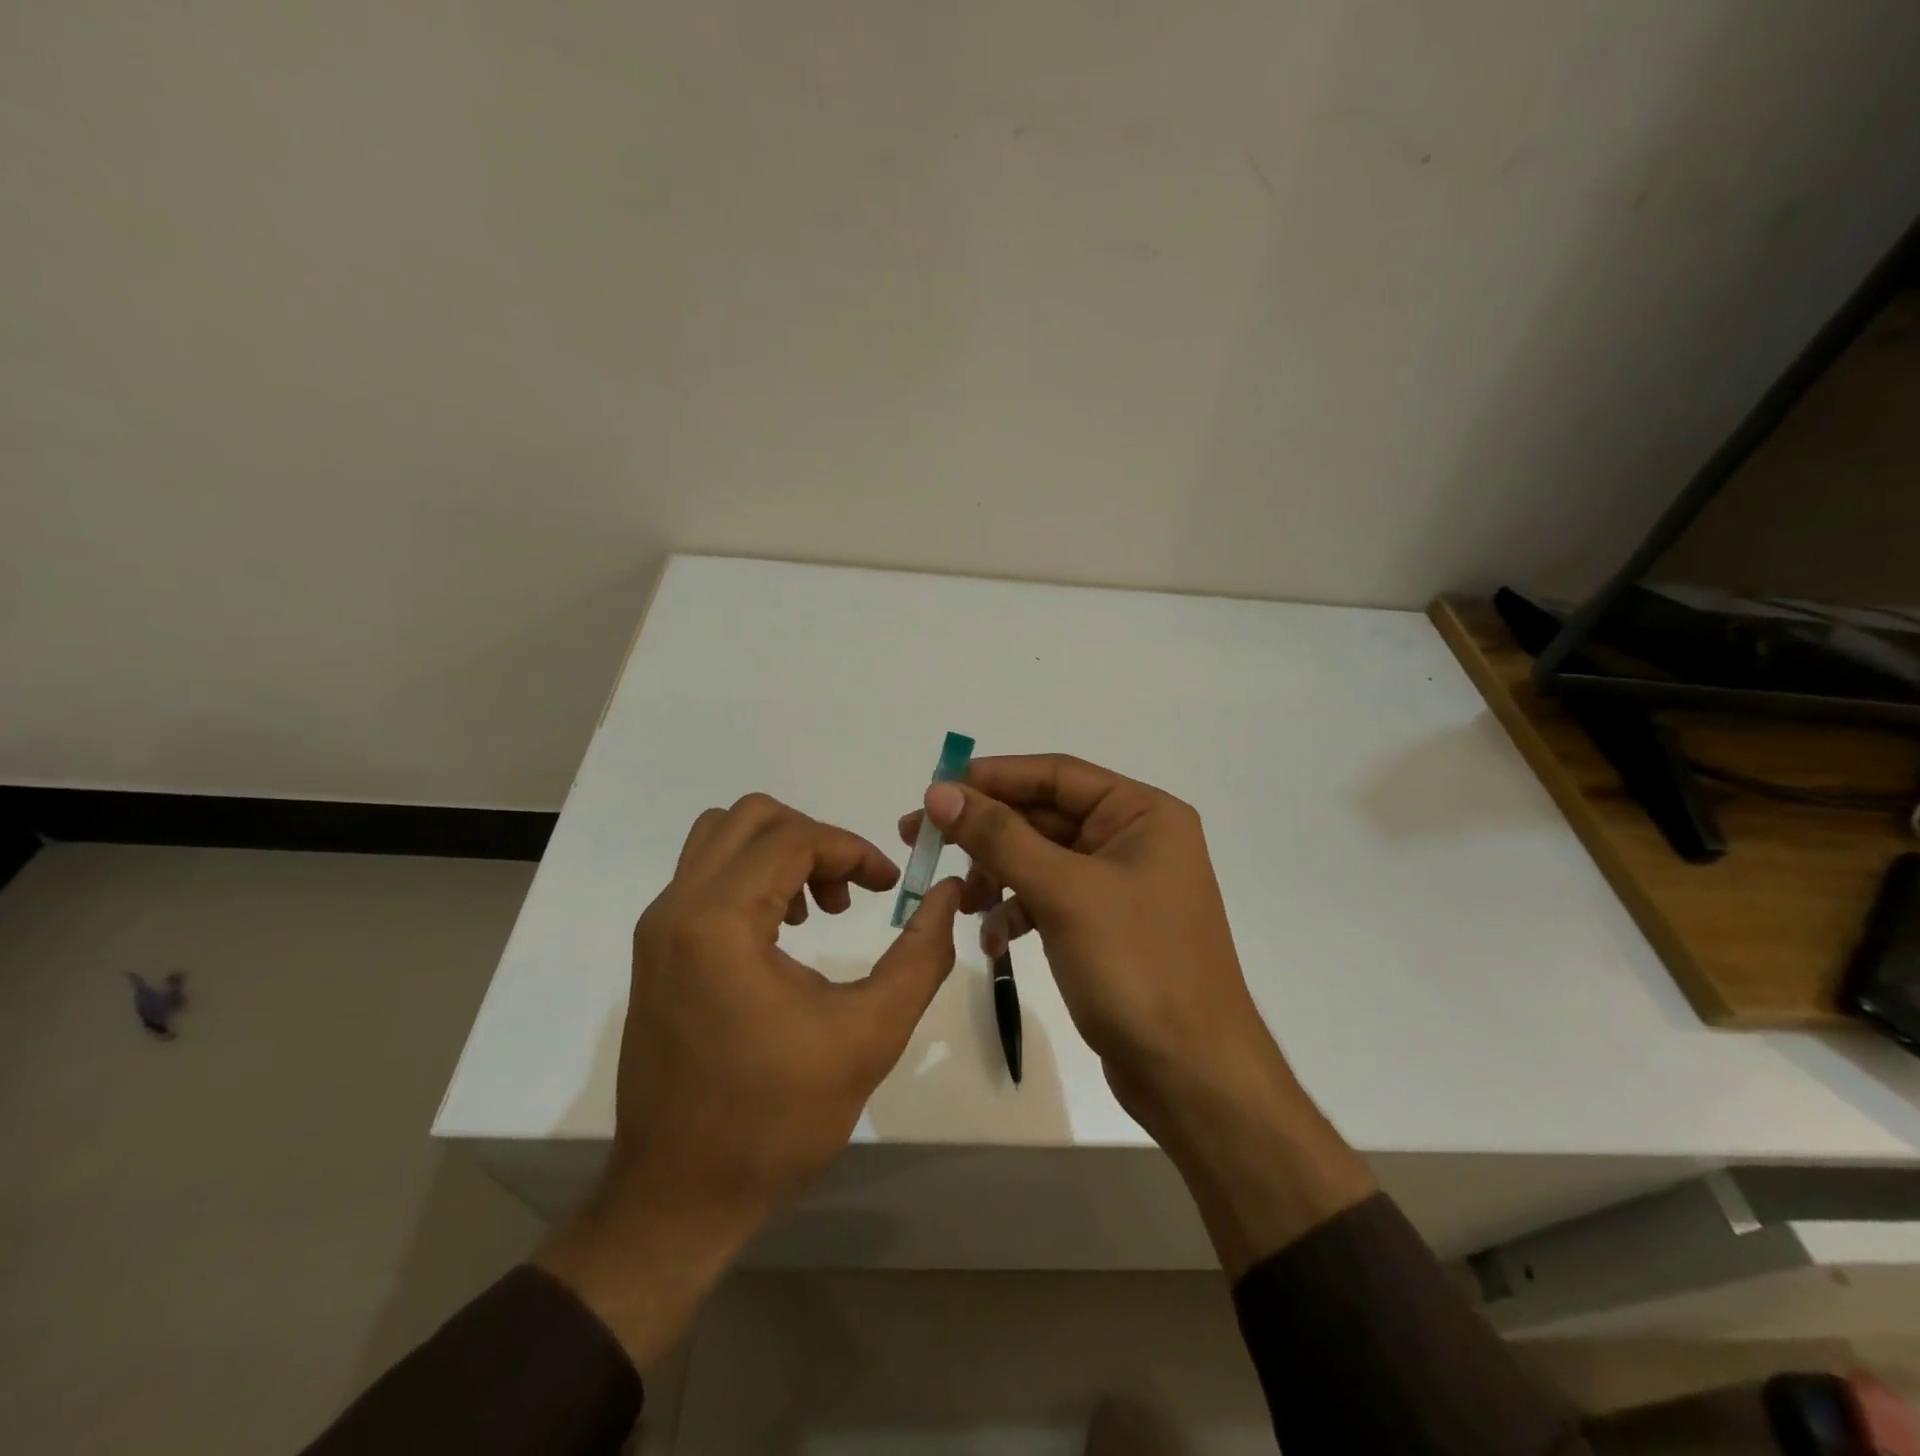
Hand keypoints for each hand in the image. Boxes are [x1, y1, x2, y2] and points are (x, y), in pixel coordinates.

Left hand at [539, 794, 962, 1362]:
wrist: (678, 1198)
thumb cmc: (776, 1119)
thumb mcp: (870, 1034)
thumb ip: (921, 954)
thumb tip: (948, 894)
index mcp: (718, 922)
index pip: (794, 838)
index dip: (853, 850)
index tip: (889, 886)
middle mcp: (676, 908)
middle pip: (751, 818)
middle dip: (815, 840)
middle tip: (850, 892)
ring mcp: (657, 929)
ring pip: (721, 839)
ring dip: (779, 853)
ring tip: (818, 909)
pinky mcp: (654, 951)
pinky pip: (704, 876)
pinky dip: (750, 878)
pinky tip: (783, 934)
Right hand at [901, 755, 1372, 1273]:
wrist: (1192, 1076)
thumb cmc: (1135, 967)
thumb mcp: (1062, 893)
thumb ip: (999, 837)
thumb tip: (941, 791)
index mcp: (1142, 813)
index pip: (1055, 774)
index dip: (992, 777)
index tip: (934, 789)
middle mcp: (1134, 839)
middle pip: (1044, 816)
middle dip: (985, 833)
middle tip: (920, 840)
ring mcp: (1121, 885)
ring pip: (1041, 860)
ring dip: (997, 876)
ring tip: (960, 903)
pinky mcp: (1106, 926)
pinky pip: (1050, 900)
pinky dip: (1018, 912)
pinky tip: (994, 941)